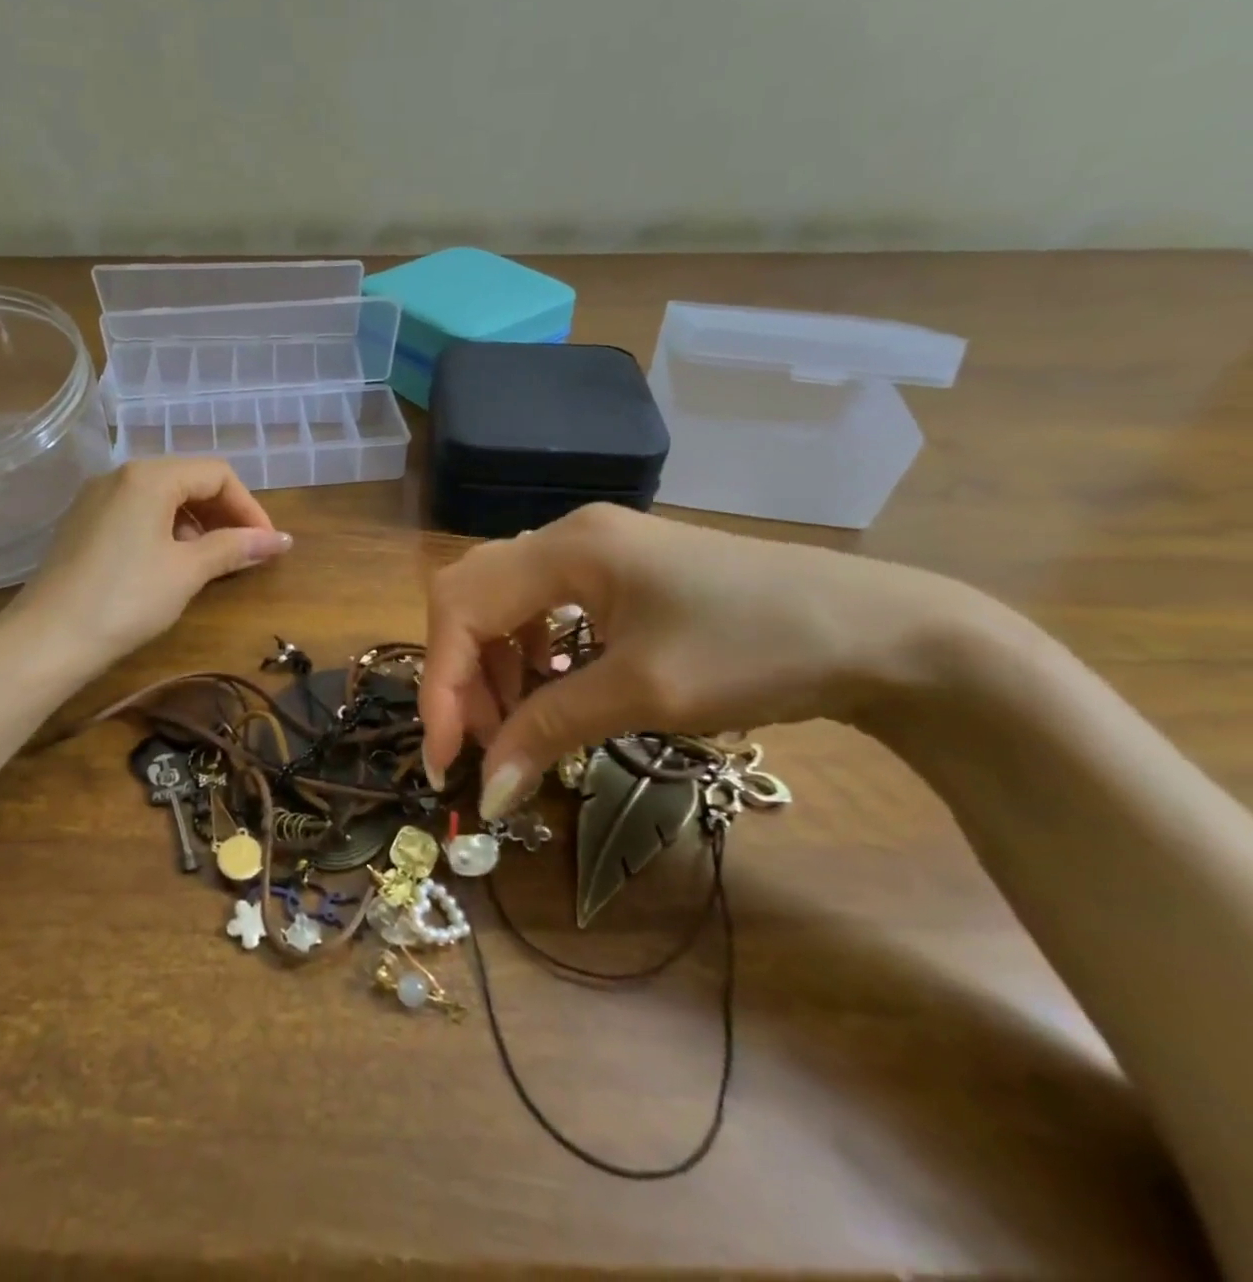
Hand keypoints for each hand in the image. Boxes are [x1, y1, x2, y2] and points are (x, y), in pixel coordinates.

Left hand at [11, 458, 291, 680]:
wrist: (47, 640)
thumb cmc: (126, 599)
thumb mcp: (188, 571)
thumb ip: (235, 548)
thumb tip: (282, 540)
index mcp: (149, 476)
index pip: (216, 475)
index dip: (250, 507)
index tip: (267, 545)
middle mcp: (120, 476)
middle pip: (189, 481)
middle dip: (224, 515)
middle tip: (245, 554)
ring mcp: (96, 499)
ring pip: (163, 498)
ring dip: (197, 525)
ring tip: (212, 563)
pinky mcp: (83, 524)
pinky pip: (137, 514)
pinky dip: (166, 532)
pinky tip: (172, 565)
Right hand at [419, 503, 978, 819]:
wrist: (885, 633)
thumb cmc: (762, 651)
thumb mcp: (646, 693)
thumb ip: (551, 730)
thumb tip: (487, 791)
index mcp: (567, 548)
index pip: (462, 607)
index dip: (443, 685)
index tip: (449, 763)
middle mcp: (567, 536)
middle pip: (471, 596)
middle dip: (463, 674)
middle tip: (483, 744)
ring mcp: (595, 551)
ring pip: (503, 604)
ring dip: (494, 668)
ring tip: (518, 727)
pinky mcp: (619, 573)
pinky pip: (542, 609)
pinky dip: (528, 657)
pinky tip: (552, 690)